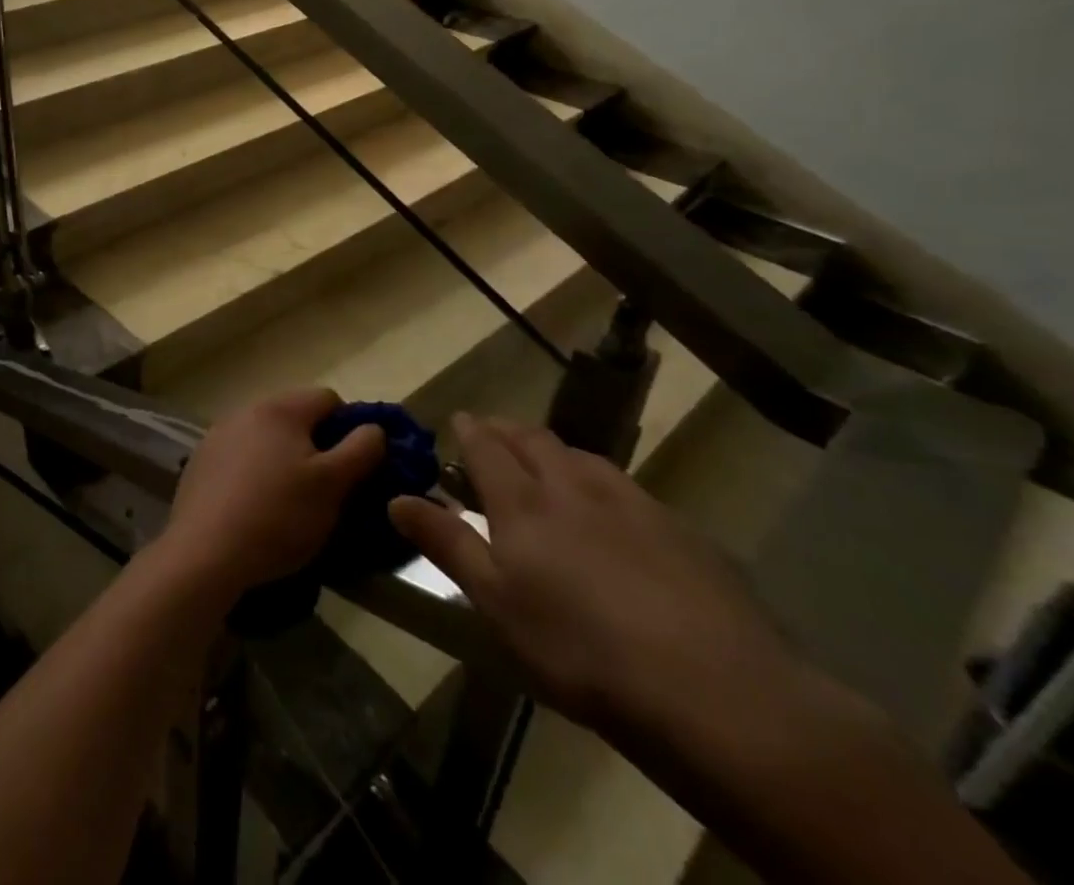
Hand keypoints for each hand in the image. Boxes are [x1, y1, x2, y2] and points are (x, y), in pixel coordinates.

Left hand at [155, 389, 384, 600]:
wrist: (206, 551)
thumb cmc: (279, 515)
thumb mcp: (333, 485)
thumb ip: (361, 450)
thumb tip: (374, 428)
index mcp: (281, 408)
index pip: (328, 398)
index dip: (350, 427)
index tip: (354, 466)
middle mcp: (246, 410)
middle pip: (295, 416)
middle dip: (316, 444)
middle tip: (326, 487)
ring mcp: (218, 434)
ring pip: (266, 437)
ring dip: (283, 458)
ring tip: (291, 500)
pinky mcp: (201, 461)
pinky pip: (240, 457)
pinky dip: (255, 472)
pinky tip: (256, 506)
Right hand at [390, 414, 802, 736]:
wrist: (717, 694)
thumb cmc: (580, 649)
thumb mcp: (497, 602)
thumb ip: (447, 543)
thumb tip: (396, 497)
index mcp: (523, 502)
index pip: (487, 446)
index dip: (470, 429)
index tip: (459, 418)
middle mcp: (574, 487)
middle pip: (535, 440)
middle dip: (509, 430)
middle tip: (494, 432)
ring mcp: (633, 505)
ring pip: (584, 458)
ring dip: (557, 451)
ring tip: (549, 462)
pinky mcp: (683, 532)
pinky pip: (629, 488)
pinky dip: (603, 482)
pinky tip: (615, 512)